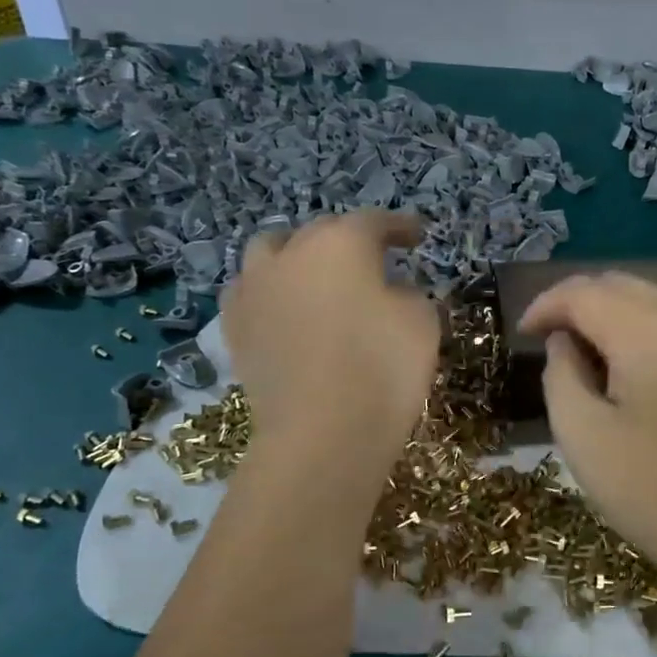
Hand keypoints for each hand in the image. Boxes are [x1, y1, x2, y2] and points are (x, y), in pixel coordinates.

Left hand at [220, 211, 440, 472]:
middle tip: (373, 261)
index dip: (399, 227)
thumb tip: (389, 292)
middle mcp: (290, 254)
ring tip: (315, 277)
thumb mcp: (422, 321)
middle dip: (348, 241)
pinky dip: (269, 293)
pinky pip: (249, 293)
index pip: (374, 222)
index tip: (417, 236)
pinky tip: (283, 310)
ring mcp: (254, 289)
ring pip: (271, 253)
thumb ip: (408, 293)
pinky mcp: (234, 329)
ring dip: (296, 257)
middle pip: (320, 232)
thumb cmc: (383, 369)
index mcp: (340, 243)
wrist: (322, 434)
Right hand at [520, 272, 656, 590]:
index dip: (546, 305)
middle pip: (623, 285)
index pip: (585, 292)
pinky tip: (643, 372)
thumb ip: (561, 376)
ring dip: (617, 316)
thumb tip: (565, 342)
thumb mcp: (585, 439)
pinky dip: (653, 332)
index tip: (523, 334)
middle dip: (580, 304)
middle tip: (553, 342)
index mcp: (652, 332)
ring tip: (594, 357)